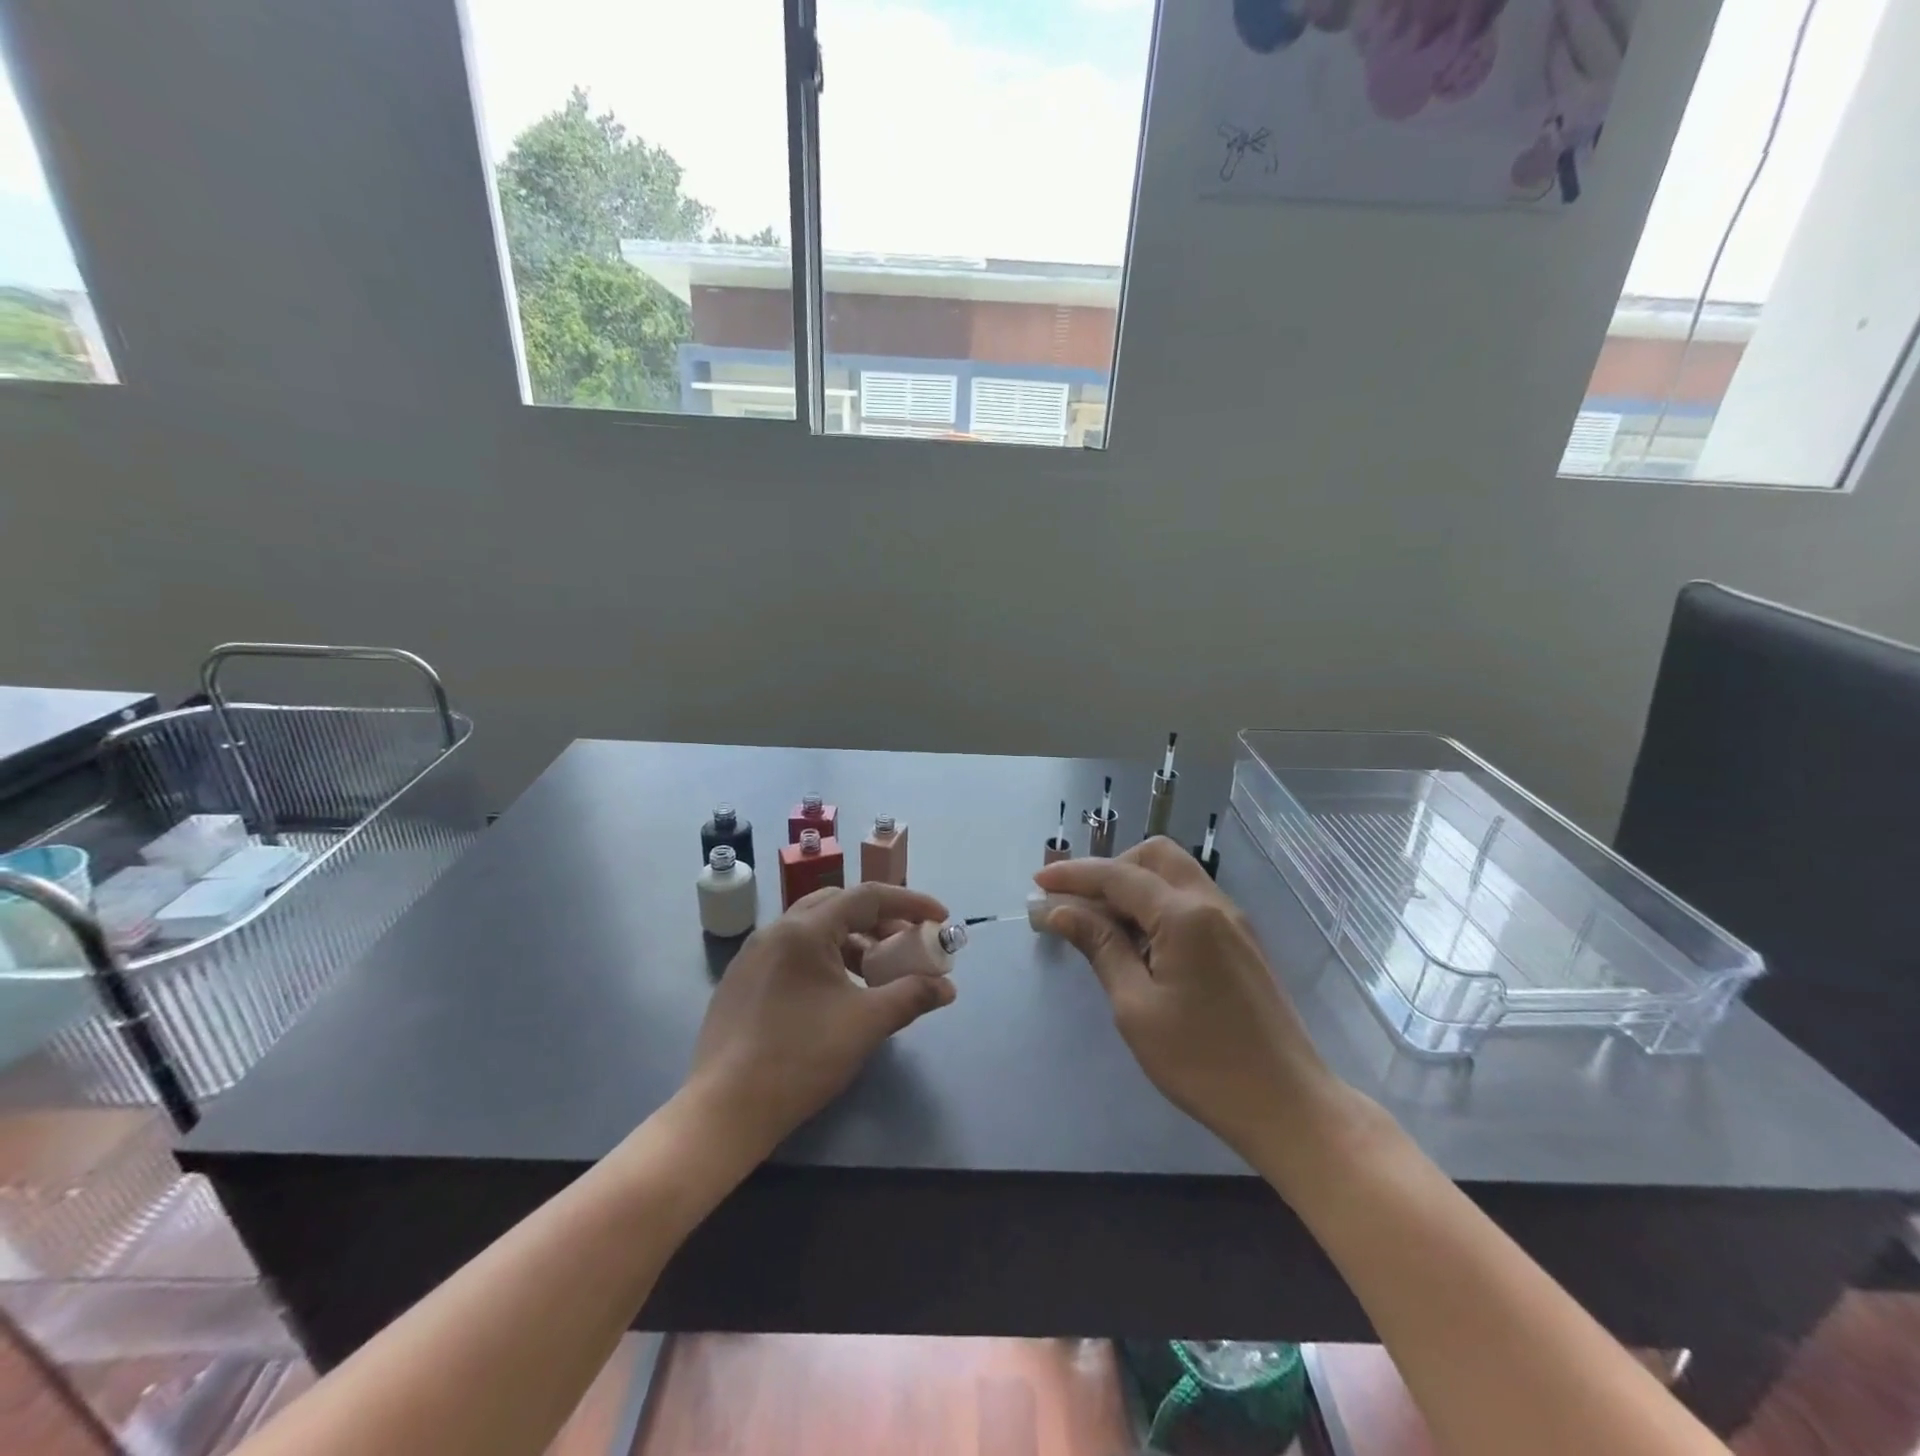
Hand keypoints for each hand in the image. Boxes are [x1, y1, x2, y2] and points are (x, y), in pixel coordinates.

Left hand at [686, 883, 956, 1160]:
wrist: (725, 1109)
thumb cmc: (801, 1058)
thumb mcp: (866, 1024)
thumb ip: (911, 996)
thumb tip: (947, 987)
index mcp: (805, 929)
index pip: (868, 896)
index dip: (910, 902)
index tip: (940, 918)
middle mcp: (776, 930)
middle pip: (839, 905)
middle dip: (880, 918)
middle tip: (907, 942)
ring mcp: (753, 954)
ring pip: (814, 929)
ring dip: (852, 940)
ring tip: (876, 972)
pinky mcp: (741, 980)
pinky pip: (793, 952)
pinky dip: (825, 958)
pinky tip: (837, 993)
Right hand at [1034, 839, 1343, 1169]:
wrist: (1288, 1105)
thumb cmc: (1202, 1061)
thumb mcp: (1136, 1006)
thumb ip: (1100, 946)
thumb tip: (1060, 910)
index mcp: (1185, 915)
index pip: (1118, 876)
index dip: (1073, 876)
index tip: (1038, 884)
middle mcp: (1212, 903)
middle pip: (1154, 856)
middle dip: (1110, 869)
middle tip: (1078, 903)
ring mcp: (1232, 921)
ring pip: (1175, 875)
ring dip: (1134, 886)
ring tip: (1102, 925)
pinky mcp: (1241, 941)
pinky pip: (1191, 900)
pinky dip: (1158, 904)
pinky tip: (1140, 943)